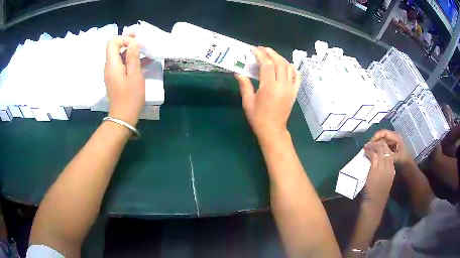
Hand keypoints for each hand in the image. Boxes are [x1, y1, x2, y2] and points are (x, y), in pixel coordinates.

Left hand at [104, 36, 144, 125]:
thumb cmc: (130, 97)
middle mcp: (109, 67)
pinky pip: (121, 65)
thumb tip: (134, 42)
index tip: (136, 43)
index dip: (123, 39)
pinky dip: (130, 61)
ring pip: (119, 56)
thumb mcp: (135, 75)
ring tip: (145, 52)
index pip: (112, 42)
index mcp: (112, 64)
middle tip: (142, 42)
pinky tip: (143, 62)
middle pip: (115, 48)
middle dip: (128, 43)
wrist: (123, 117)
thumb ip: (133, 56)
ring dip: (131, 52)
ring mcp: (111, 73)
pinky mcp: (115, 79)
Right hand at [235, 47, 300, 139]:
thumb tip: (238, 72)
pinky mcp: (294, 92)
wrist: (273, 130)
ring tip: (272, 55)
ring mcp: (291, 88)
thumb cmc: (258, 117)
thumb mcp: (248, 101)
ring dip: (280, 58)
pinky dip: (292, 68)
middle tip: (262, 49)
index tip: (253, 49)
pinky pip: (297, 76)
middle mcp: (282, 85)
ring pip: (288, 67)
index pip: (267, 64)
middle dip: (270, 53)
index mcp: (269, 87)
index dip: (260, 54)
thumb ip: (244, 85)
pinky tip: (286, 65)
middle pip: (279, 62)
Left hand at [363, 141, 395, 206]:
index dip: (384, 147)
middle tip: (371, 143)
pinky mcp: (375, 169)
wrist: (375, 201)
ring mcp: (383, 167)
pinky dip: (368, 151)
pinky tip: (365, 151)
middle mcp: (389, 166)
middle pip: (385, 149)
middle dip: (378, 144)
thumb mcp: (386, 180)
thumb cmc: (379, 193)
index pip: (390, 152)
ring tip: (367, 145)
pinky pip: (373, 155)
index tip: (377, 145)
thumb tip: (380, 163)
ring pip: (379, 150)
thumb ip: (385, 171)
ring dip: (372, 146)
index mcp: (392, 168)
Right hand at [370, 130, 411, 165]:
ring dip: (376, 147)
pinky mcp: (392, 151)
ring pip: (382, 143)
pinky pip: (384, 148)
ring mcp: (393, 145)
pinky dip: (379, 151)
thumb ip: (385, 153)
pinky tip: (375, 156)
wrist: (409, 170)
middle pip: (382, 137)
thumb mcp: (395, 158)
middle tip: (367, 148)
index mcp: (395, 138)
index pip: (383, 132)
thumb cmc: (403, 162)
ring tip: (369, 152)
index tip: (369, 143)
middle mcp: (394, 139)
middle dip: (375, 142)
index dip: (376, 136)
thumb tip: (375, 151)